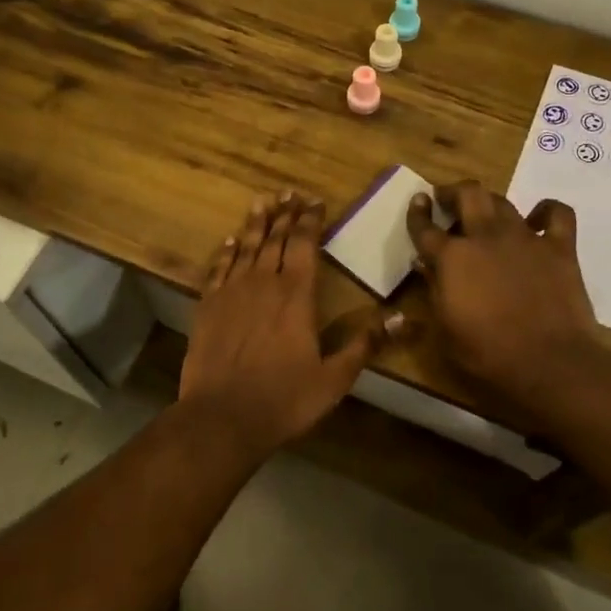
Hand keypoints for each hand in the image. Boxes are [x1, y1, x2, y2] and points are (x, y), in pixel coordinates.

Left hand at [181, 193, 397, 454]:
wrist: (222, 417)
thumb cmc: (284, 399)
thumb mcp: (334, 378)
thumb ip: (364, 344)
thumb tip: (403, 319)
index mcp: (296, 296)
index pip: (305, 246)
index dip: (310, 221)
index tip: (316, 202)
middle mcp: (263, 284)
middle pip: (275, 239)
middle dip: (284, 214)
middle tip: (290, 193)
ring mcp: (231, 293)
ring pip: (246, 247)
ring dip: (255, 223)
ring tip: (262, 202)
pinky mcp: (207, 307)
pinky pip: (218, 269)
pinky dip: (226, 252)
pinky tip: (230, 241)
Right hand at [407, 181, 604, 400]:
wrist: (548, 362)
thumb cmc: (487, 353)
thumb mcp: (444, 330)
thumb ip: (434, 291)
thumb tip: (427, 266)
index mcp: (451, 257)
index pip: (425, 227)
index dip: (417, 213)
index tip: (418, 202)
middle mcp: (485, 236)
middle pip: (468, 194)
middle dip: (453, 192)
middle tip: (448, 200)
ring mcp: (524, 238)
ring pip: (503, 201)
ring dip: (489, 202)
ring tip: (485, 213)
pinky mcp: (559, 247)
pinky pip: (556, 213)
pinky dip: (546, 211)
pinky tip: (537, 221)